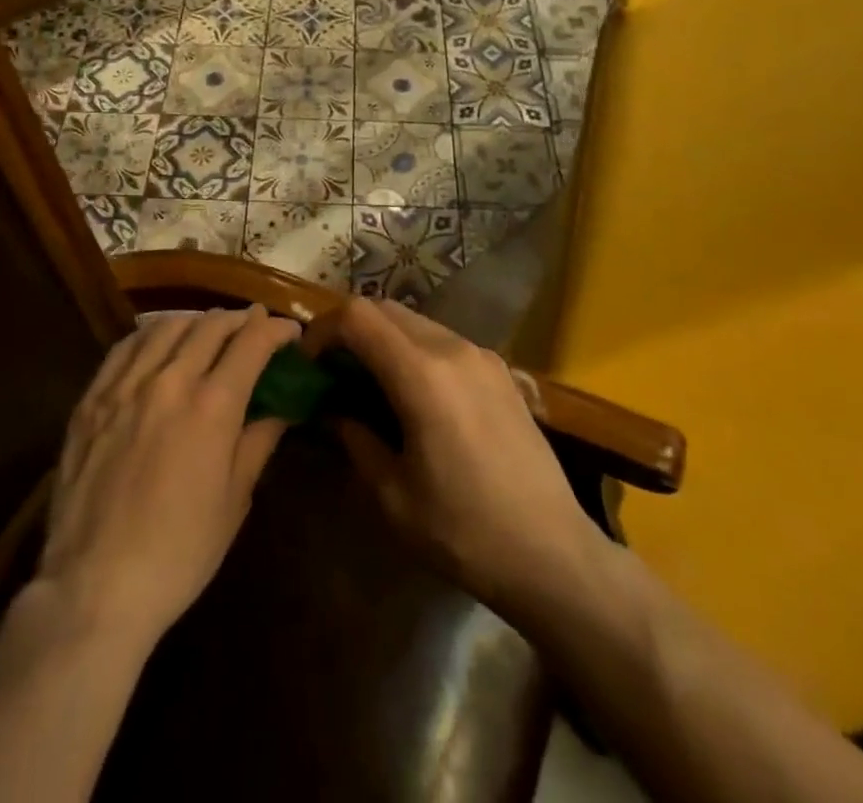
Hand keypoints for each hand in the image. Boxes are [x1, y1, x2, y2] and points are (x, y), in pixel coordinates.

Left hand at [35, 306, 300, 649]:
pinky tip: (158, 341)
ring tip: (210, 330)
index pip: (252, 344)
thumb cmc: (178, 552)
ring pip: (167, 327)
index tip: (290, 333)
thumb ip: (258, 442)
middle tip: (255, 326)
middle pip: (210, 327)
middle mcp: (170, 381)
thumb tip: (281, 408)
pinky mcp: (92, 399)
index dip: (277, 331)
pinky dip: (151, 334)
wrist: (95, 587)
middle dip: (240, 320)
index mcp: (212, 407)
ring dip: (197, 321)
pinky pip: (125, 347)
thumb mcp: (234, 501)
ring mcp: (125, 386)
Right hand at [303, 297, 600, 614]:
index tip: (309, 363)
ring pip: (416, 321)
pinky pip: (444, 341)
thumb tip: (334, 411)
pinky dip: (415, 350)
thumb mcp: (393, 495)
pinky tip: (415, 396)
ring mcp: (482, 356)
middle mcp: (453, 348)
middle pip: (385, 309)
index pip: (357, 316)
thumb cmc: (464, 531)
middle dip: (350, 330)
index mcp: (422, 373)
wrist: (554, 554)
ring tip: (370, 384)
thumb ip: (355, 439)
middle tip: (333, 372)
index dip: (323, 329)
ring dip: (384, 339)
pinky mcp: (501, 371)